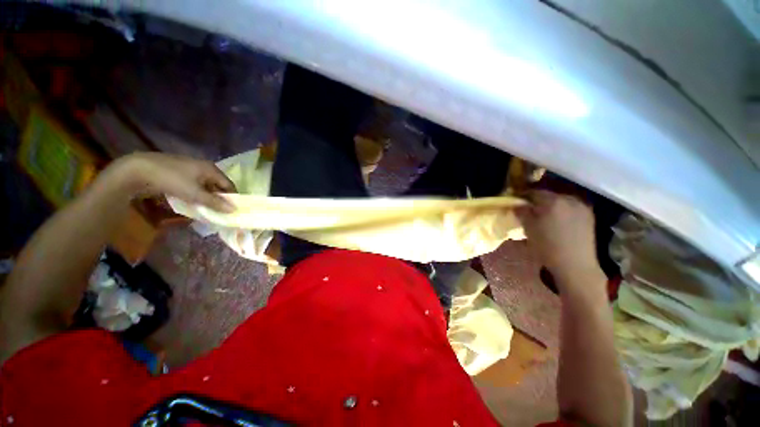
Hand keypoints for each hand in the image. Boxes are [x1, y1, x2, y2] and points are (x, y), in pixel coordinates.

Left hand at [108, 152, 236, 212]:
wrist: (138, 170)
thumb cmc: (172, 180)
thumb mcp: (195, 194)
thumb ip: (215, 202)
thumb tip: (234, 209)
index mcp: (211, 169)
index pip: (229, 184)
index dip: (232, 197)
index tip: (232, 210)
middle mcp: (203, 167)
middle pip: (217, 185)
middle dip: (219, 198)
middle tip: (219, 212)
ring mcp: (190, 169)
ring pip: (205, 186)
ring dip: (206, 197)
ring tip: (206, 209)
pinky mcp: (178, 173)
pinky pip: (194, 185)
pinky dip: (196, 194)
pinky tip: (192, 202)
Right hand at [517, 191, 600, 281]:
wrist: (575, 264)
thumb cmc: (547, 246)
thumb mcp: (528, 228)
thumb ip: (522, 212)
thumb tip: (517, 204)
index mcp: (552, 201)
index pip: (533, 192)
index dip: (523, 196)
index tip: (516, 201)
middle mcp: (569, 199)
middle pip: (549, 195)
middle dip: (538, 200)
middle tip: (529, 209)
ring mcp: (581, 206)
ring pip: (561, 201)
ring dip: (551, 205)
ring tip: (544, 215)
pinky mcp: (589, 215)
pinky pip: (571, 207)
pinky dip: (562, 210)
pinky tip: (558, 220)